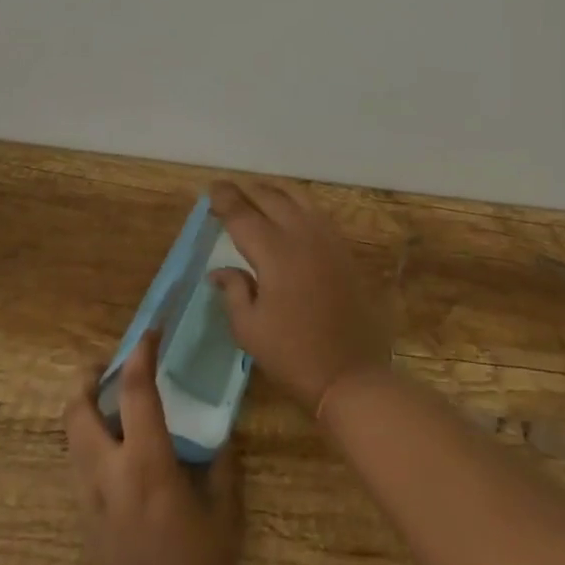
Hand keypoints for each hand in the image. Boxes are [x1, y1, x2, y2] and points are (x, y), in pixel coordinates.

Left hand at [64, 332, 239, 564]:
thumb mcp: (223, 516)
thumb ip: (221, 466)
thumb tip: (221, 431)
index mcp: (146, 464)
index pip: (135, 390)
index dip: (140, 352)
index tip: (151, 331)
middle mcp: (107, 473)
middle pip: (77, 409)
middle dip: (88, 378)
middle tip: (112, 364)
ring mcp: (89, 498)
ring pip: (70, 436)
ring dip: (84, 407)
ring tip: (113, 399)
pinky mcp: (83, 520)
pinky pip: (78, 463)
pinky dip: (89, 438)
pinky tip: (118, 447)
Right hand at [207, 178, 390, 415]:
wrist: (351, 374)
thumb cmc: (293, 355)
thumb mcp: (249, 329)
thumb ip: (234, 291)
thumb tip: (219, 270)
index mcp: (274, 252)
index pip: (243, 214)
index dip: (225, 199)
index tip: (212, 189)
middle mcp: (302, 235)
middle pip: (271, 198)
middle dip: (247, 190)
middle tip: (229, 190)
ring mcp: (328, 239)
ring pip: (299, 198)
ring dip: (275, 191)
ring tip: (258, 193)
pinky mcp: (344, 250)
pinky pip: (317, 213)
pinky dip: (298, 204)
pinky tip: (290, 213)